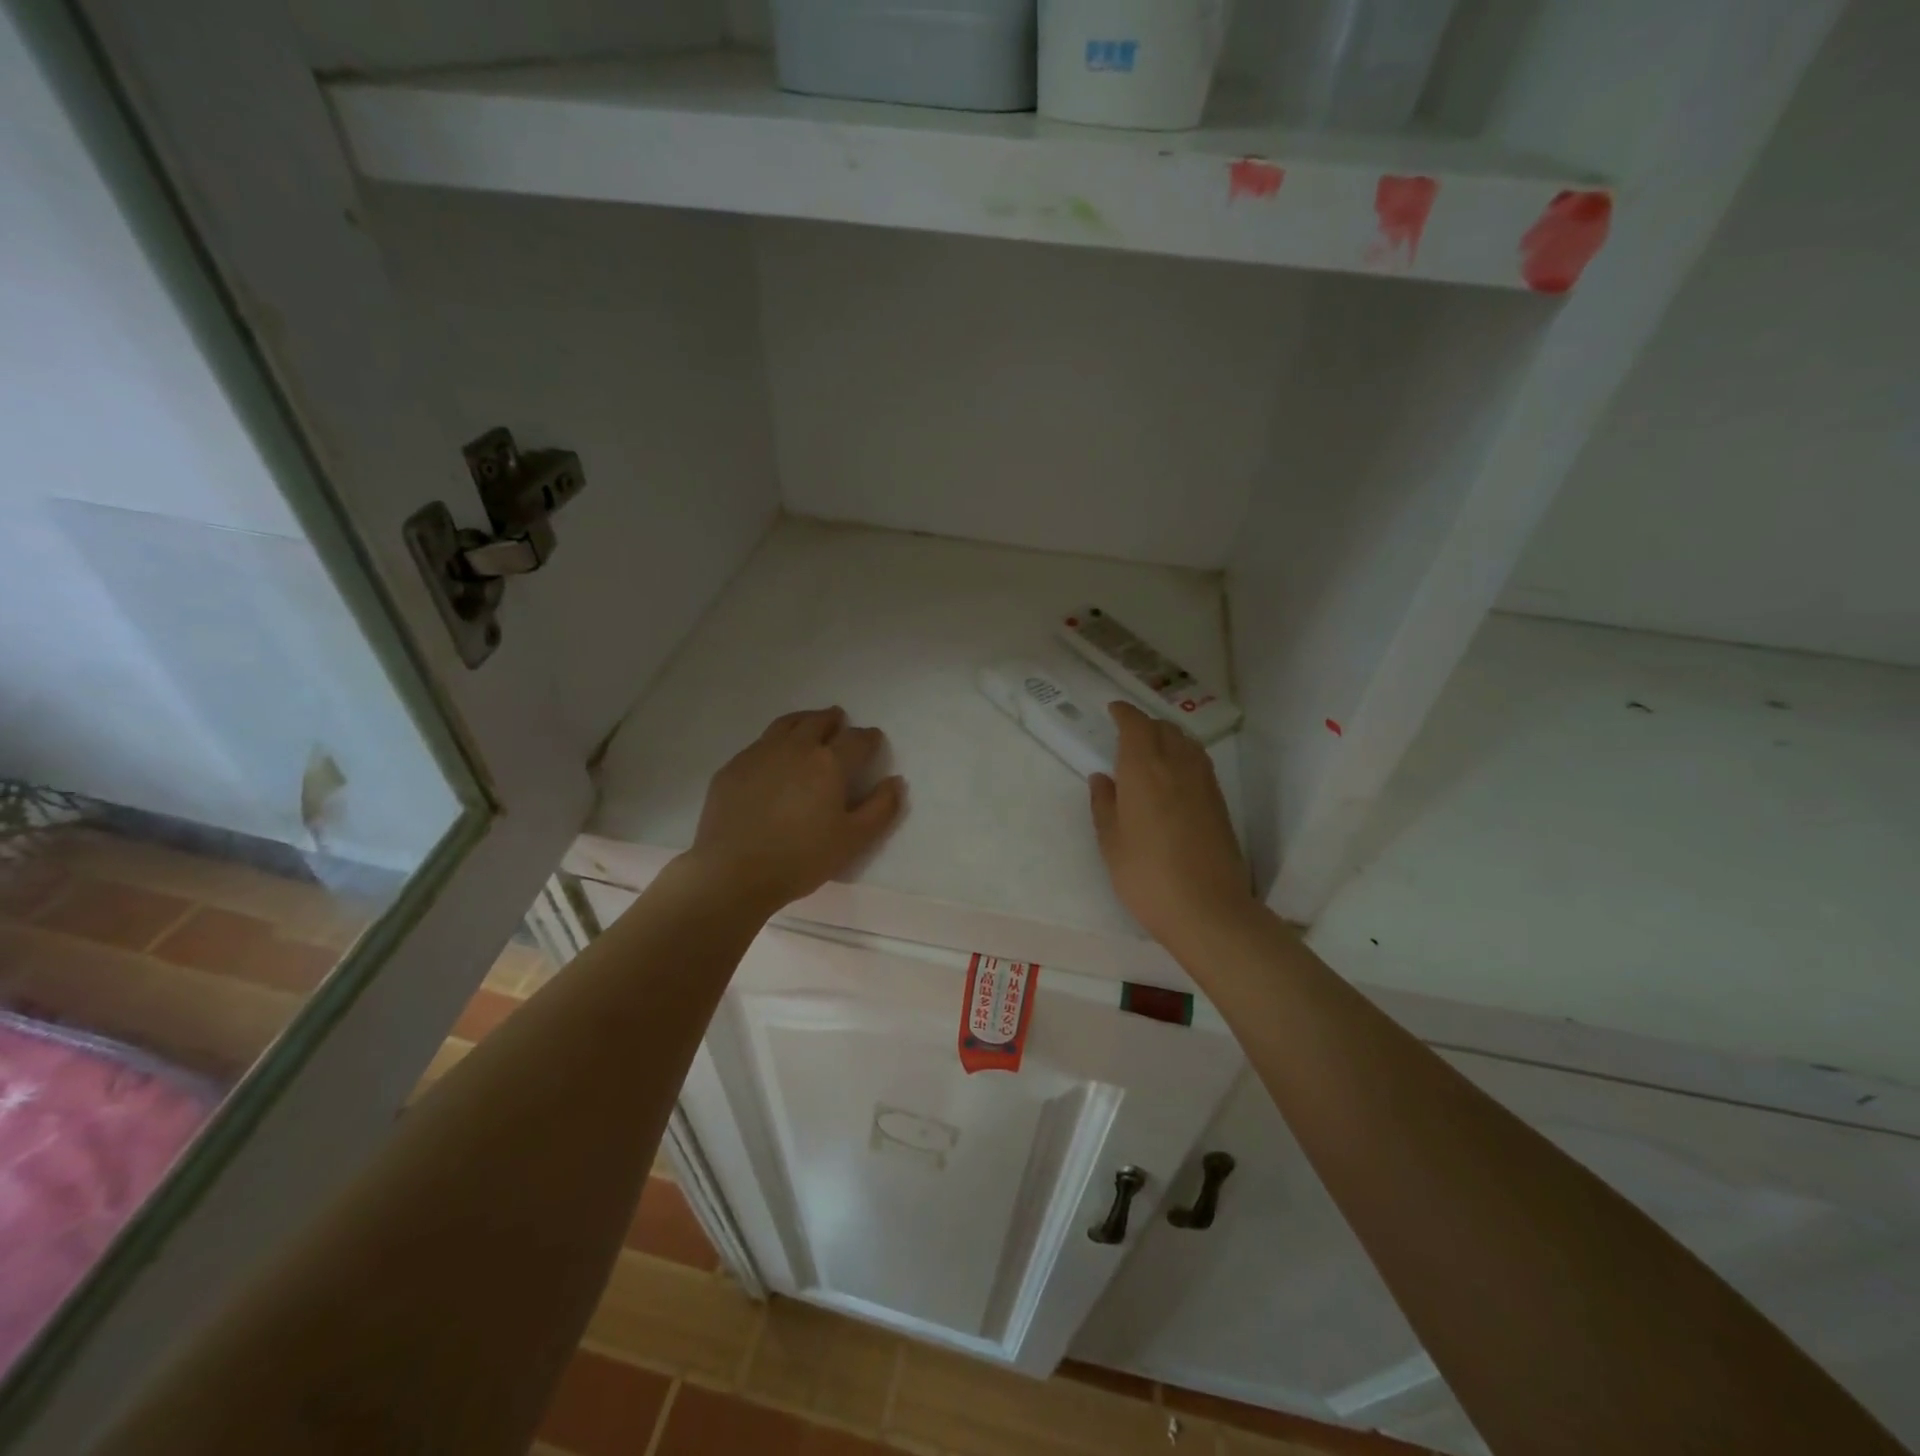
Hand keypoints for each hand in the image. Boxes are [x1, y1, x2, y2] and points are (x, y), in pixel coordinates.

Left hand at [688, 707, 904, 914]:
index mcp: (829, 762)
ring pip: (786, 725)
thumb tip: (895, 781)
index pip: (856, 739)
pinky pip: (759, 744)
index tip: (873, 739)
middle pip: (818, 721)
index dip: (869, 737)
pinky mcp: (732, 768)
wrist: (733, 872)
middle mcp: (795, 747)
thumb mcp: (854, 840)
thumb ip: (881, 808)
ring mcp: (759, 754)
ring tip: (808, 725)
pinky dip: (774, 743)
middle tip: (839, 721)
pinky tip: (773, 758)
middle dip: (833, 720)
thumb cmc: (802, 858)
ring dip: (803, 721)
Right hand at [1090, 701, 1252, 954]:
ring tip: (1151, 750)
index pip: (1136, 725)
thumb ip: (1104, 804)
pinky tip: (1173, 776)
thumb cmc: (1146, 875)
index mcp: (1144, 769)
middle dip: (1145, 723)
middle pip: (1164, 728)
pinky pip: (1199, 762)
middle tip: (1127, 733)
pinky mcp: (1219, 802)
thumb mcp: (1111, 842)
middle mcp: (1177, 766)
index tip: (1113, 709)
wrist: (1207, 909)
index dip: (1124, 713)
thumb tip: (1102, 778)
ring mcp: (1204, 783)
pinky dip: (1183, 756)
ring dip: (1167, 737)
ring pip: (1186, 742)